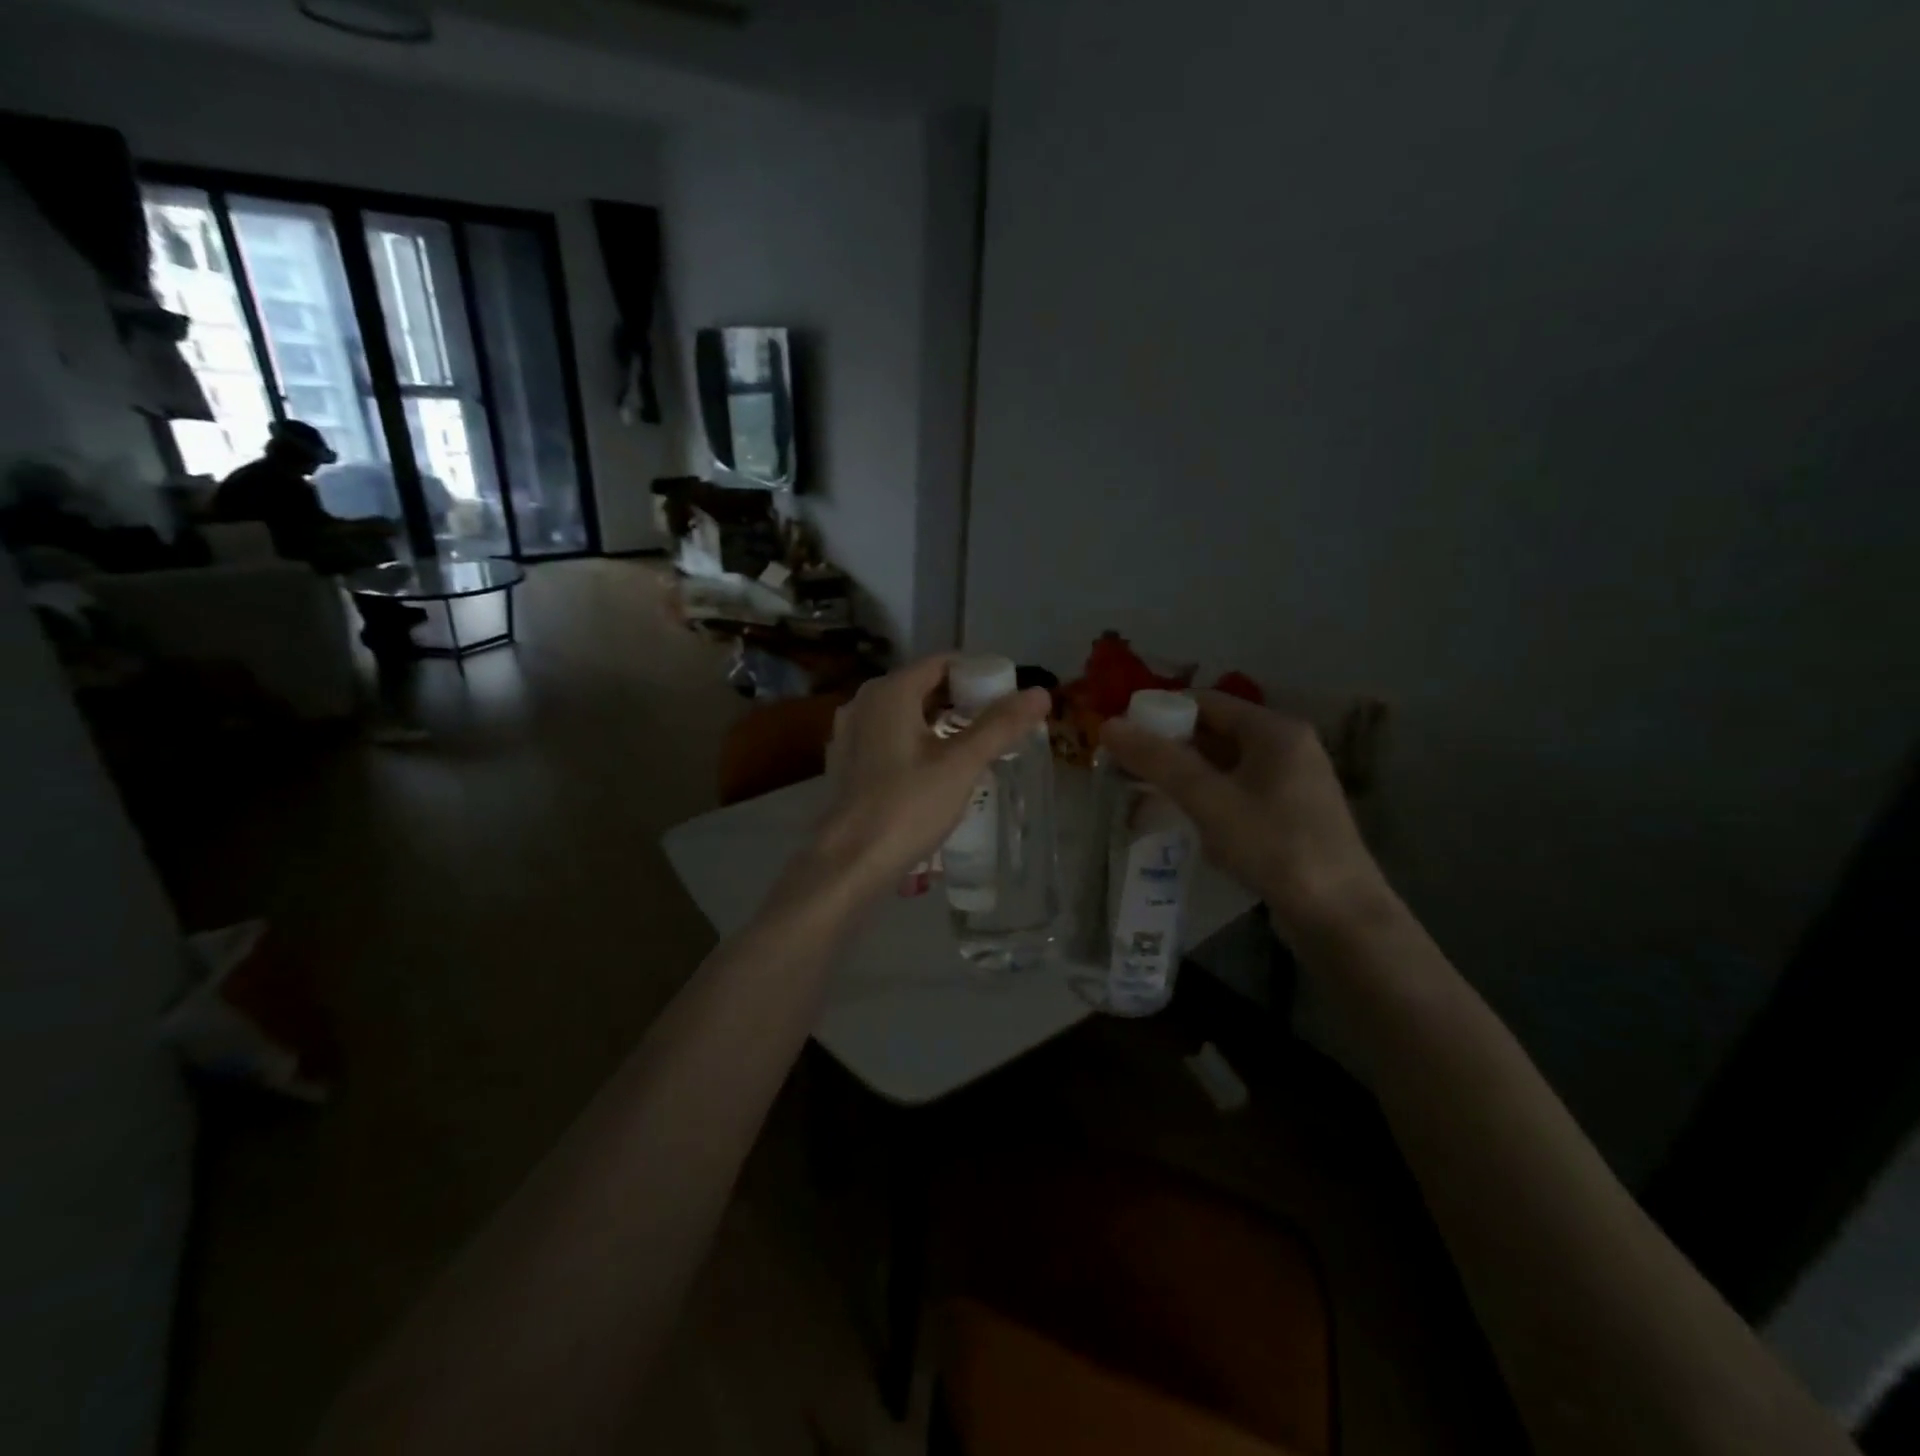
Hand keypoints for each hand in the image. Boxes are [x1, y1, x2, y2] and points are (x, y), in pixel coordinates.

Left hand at [809, 655, 1050, 900]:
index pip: (943, 663)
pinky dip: (916, 742)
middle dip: (962, 700)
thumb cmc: (907, 807)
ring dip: (940, 723)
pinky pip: (889, 737)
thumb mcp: (961, 765)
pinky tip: (936, 769)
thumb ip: (1000, 725)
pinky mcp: (847, 762)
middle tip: (998, 724)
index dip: (979, 675)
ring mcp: (851, 732)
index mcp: (890, 692)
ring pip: (906, 714)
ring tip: (974, 746)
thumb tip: (1040, 693)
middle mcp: (864, 702)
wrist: (850, 861)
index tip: (1008, 698)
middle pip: (923, 686)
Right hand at [1101, 689, 1394, 936]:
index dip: (1160, 712)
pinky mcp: (1289, 814)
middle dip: (1169, 748)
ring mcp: (1291, 782)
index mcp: (1274, 730)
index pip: (1205, 702)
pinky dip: (1207, 798)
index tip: (1121, 735)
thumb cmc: (1274, 846)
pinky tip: (1185, 821)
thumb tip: (1109, 724)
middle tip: (1126, 768)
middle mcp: (1287, 747)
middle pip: (1214, 732)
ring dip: (1185, 776)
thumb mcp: (1209, 800)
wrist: (1339, 916)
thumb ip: (1159, 761)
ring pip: (1224, 765)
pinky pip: (1237, 792)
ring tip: (1145, 795)